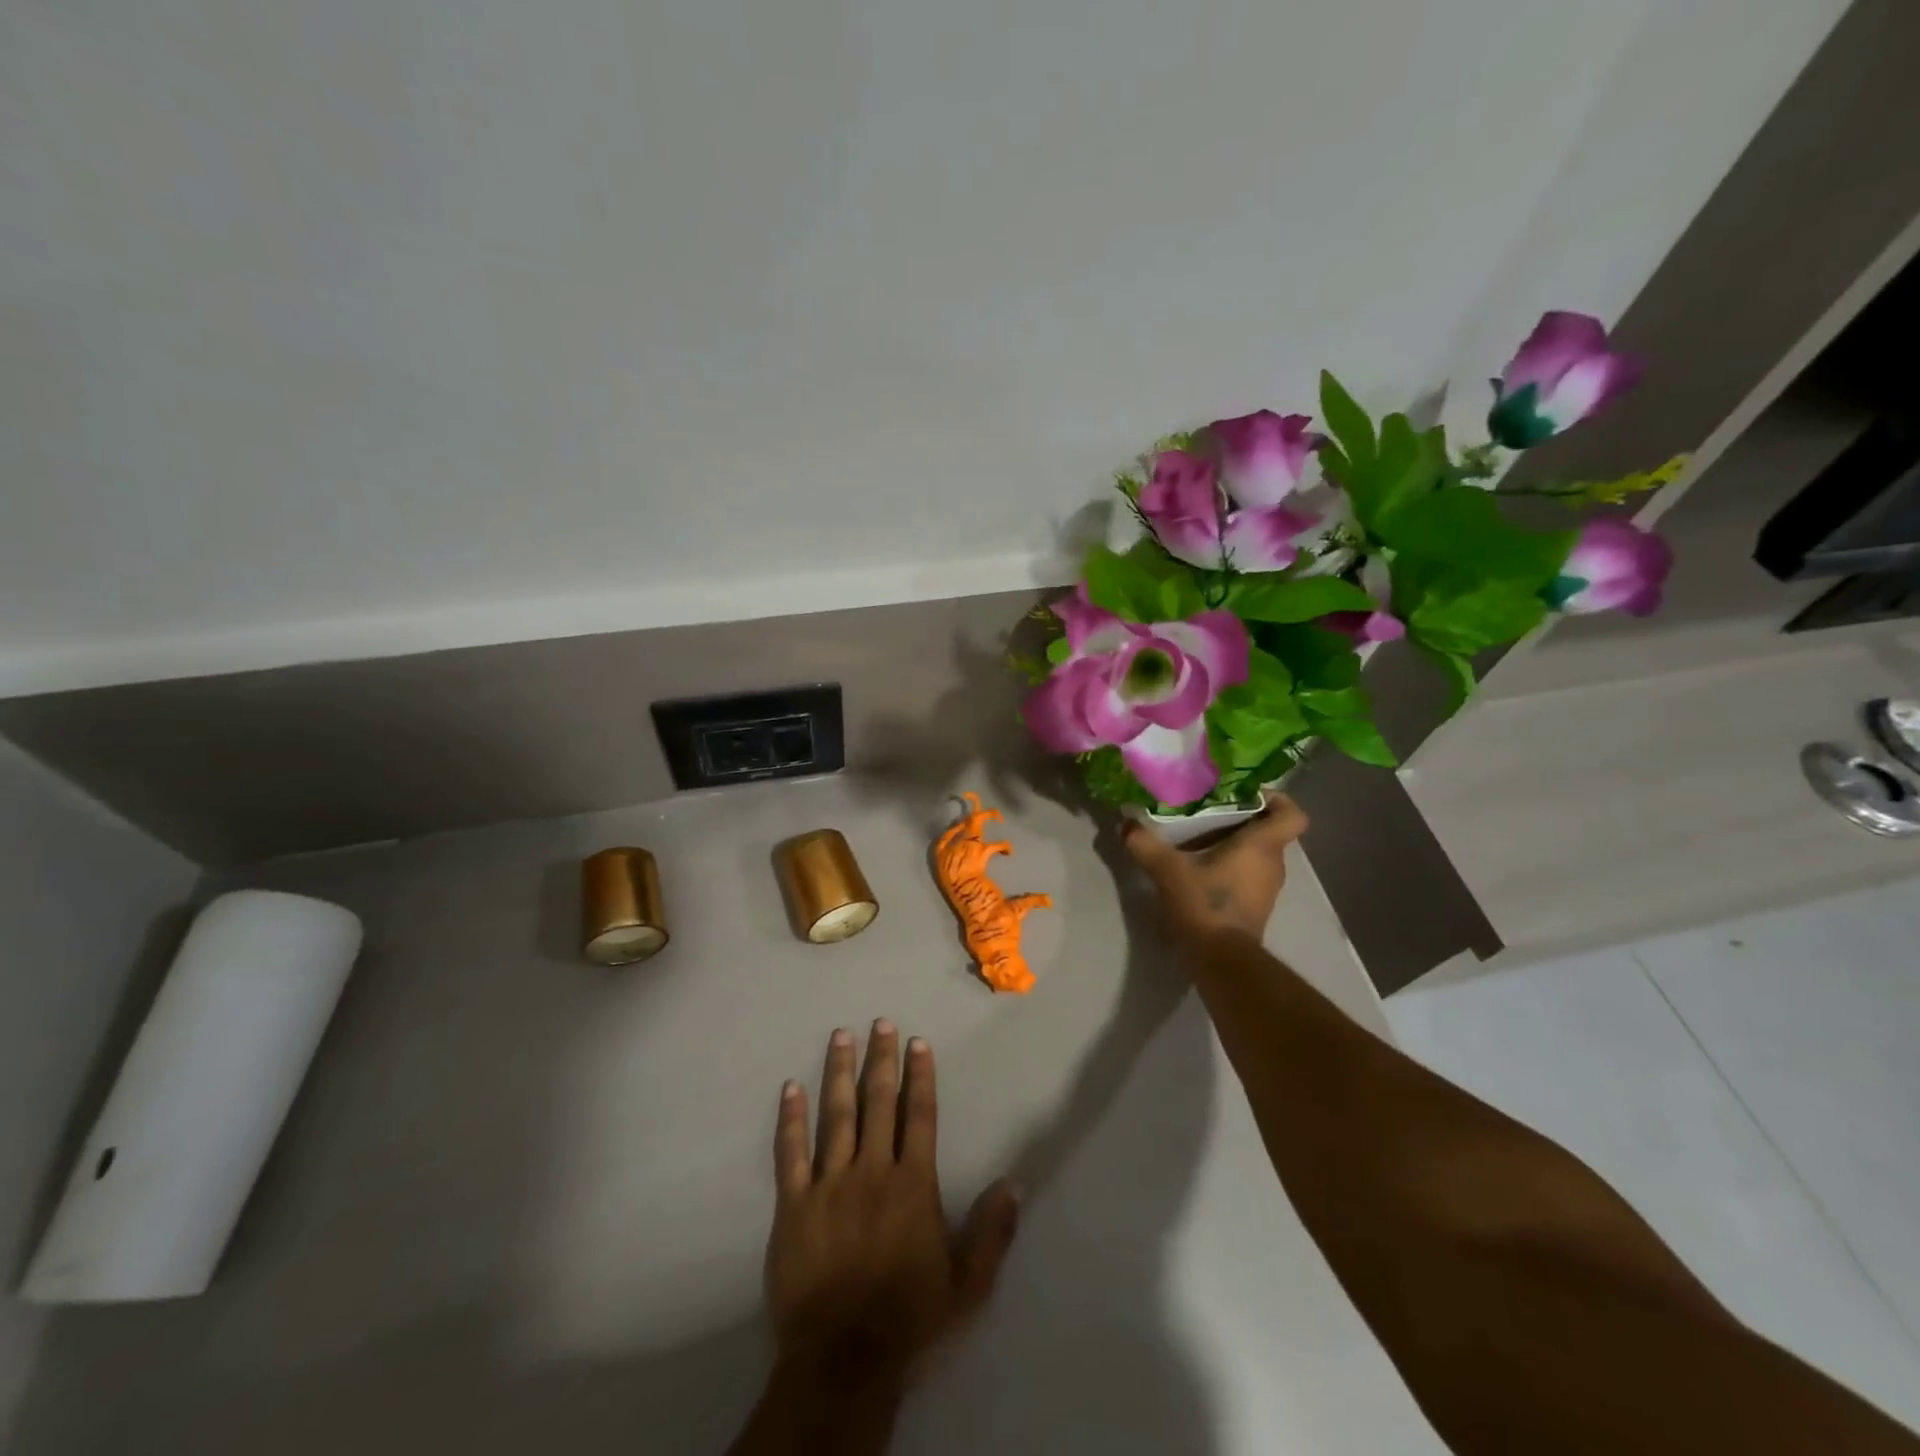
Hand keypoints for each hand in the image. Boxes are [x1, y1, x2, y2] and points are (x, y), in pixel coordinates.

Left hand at [765, 1022, 1020, 1379]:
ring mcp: (829, 1185)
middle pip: (878, 1102)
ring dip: (838, 1072)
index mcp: (913, 1185)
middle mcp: (872, 1171)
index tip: (918, 1042)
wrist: (842, 1364)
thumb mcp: (968, 1287)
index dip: (920, 1076)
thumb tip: (1015, 1182)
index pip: (920, 1115)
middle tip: (880, 1022)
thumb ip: (992, 1232)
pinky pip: (790, 1153)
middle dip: (881, 1059)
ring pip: (835, 1115)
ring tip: (840, 1036)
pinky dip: (791, 1119)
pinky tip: (790, 1088)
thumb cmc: (910, 1322)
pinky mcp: (793, 1206)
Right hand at [1122, 790, 1309, 945]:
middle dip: (1242, 820)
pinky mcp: (1255, 907)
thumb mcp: (1167, 870)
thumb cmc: (1204, 905)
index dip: (1278, 800)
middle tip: (1208, 812)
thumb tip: (1126, 824)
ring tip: (1198, 839)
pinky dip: (1230, 868)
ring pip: (1258, 855)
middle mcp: (1273, 864)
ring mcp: (1267, 889)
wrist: (1220, 961)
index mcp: (1262, 846)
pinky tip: (1199, 869)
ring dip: (1234, 845)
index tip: (1247, 794)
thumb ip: (1145, 844)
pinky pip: (1248, 875)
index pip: (1292, 815)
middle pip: (1269, 832)